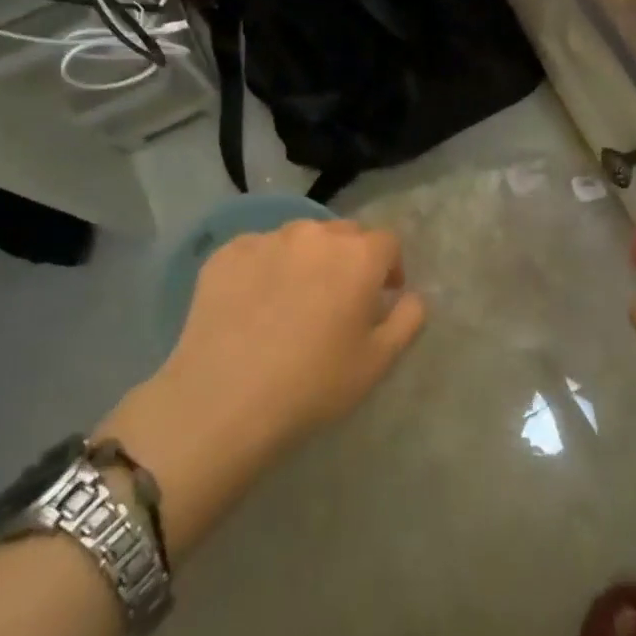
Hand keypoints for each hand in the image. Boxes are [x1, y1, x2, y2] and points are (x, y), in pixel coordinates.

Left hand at [100, 220, 423, 556]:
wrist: (223, 401)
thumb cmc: (312, 385)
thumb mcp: (378, 362)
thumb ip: (408, 320)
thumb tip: (412, 296)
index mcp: (358, 256)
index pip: (387, 242)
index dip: (389, 268)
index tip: (381, 297)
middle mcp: (315, 235)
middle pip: (344, 234)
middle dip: (350, 259)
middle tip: (338, 300)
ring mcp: (267, 239)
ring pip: (299, 239)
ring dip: (307, 260)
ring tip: (293, 300)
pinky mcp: (226, 254)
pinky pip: (258, 251)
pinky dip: (264, 269)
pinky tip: (253, 305)